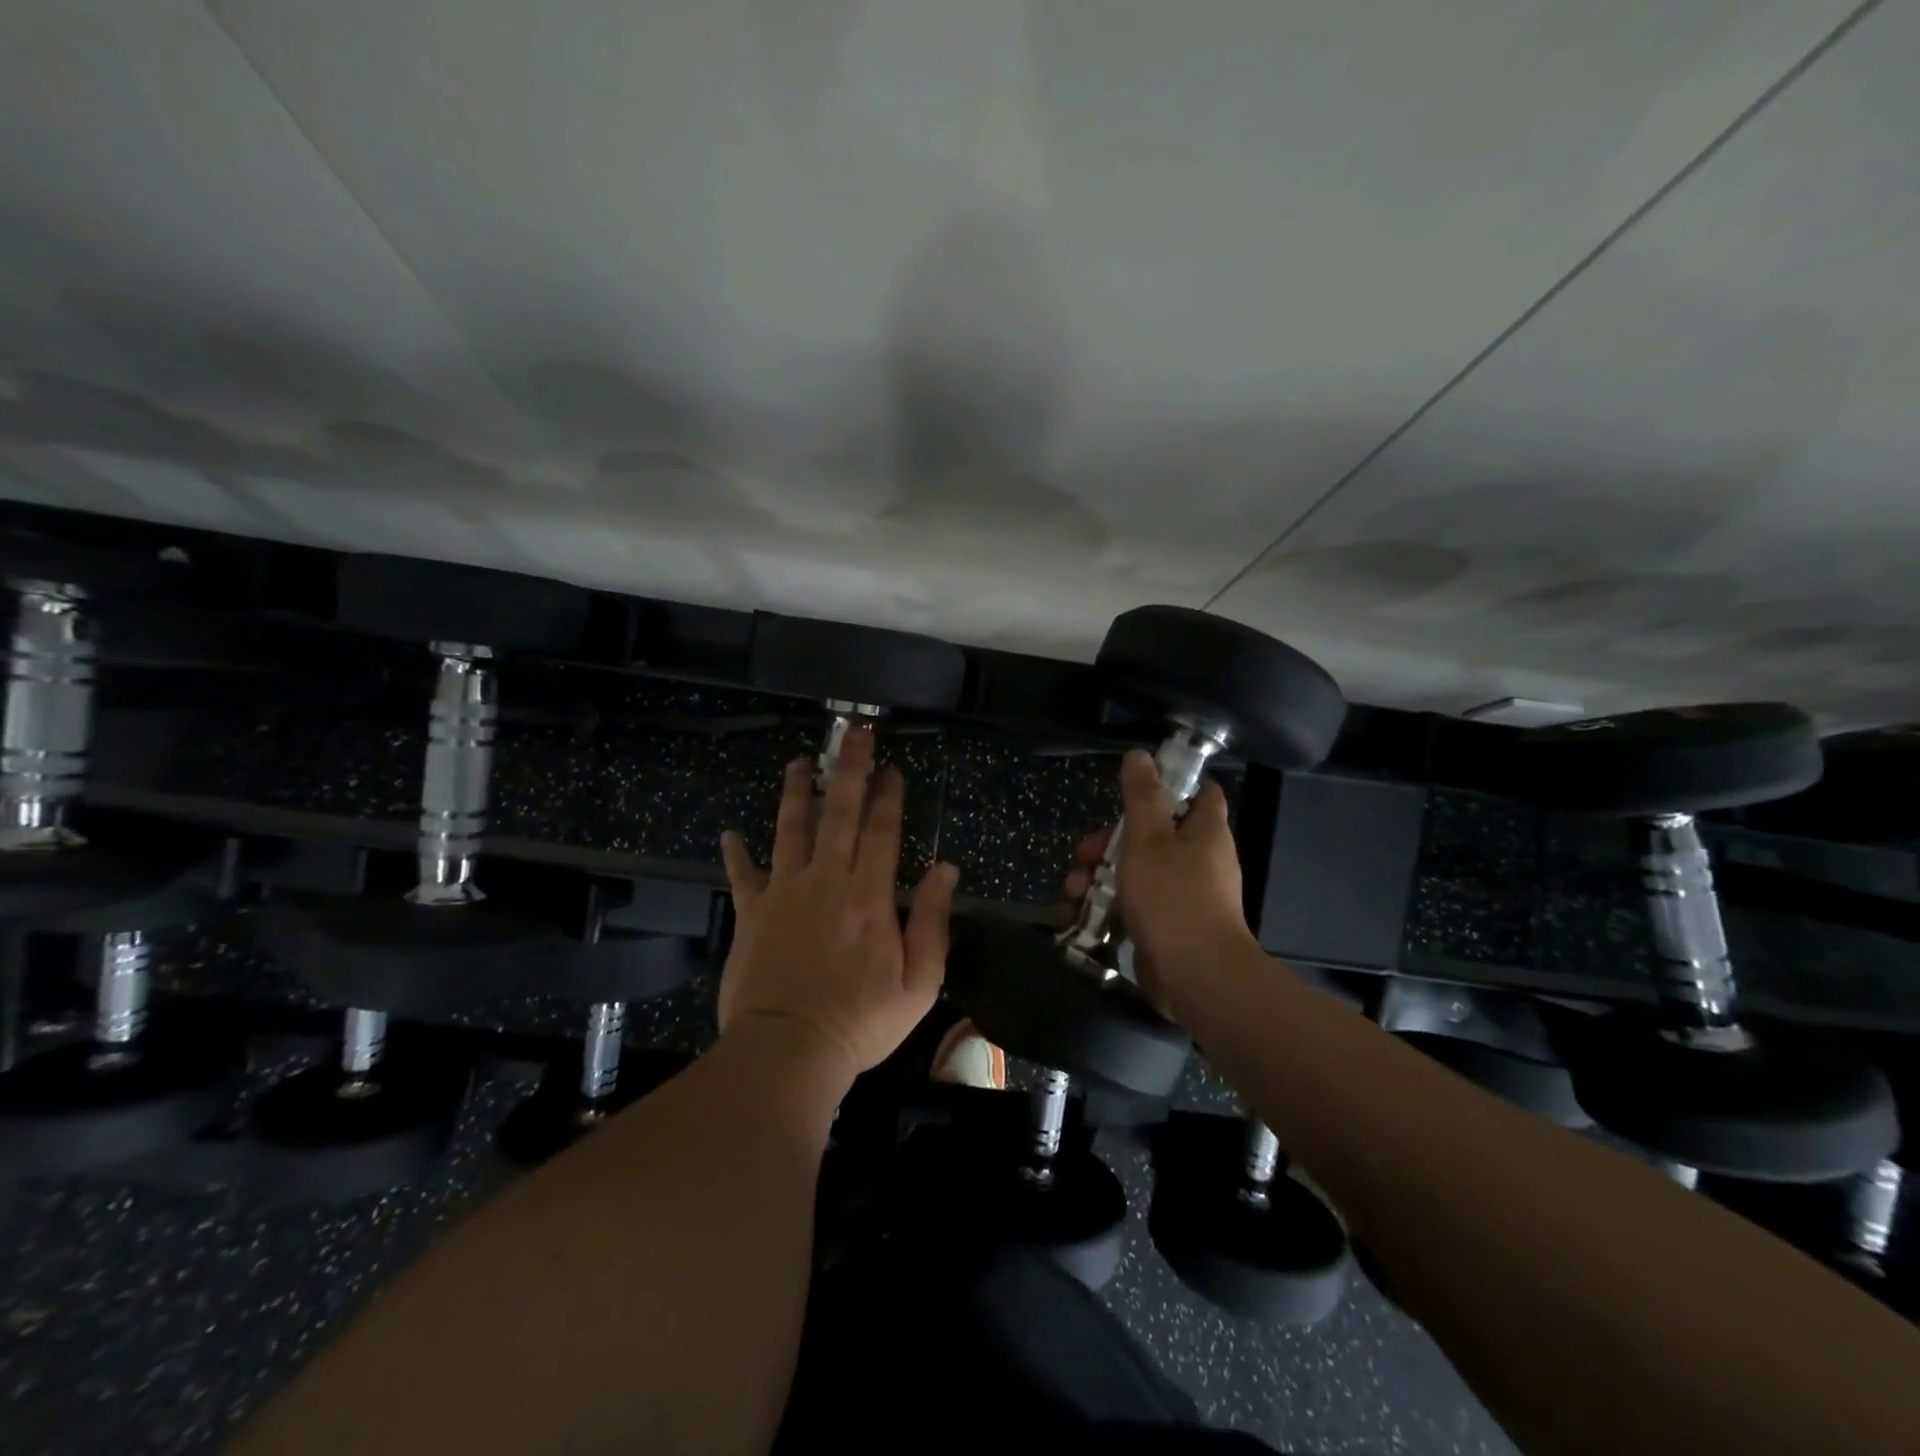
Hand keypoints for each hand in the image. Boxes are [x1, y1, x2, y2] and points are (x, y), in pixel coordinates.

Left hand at [718, 725, 958, 1085]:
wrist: (787, 1052)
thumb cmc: (860, 1022)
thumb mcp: (919, 983)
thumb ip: (933, 921)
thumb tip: (945, 869)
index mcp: (869, 895)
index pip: (882, 830)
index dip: (889, 795)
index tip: (892, 768)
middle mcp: (826, 880)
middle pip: (840, 812)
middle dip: (850, 768)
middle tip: (855, 733)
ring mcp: (784, 892)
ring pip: (791, 828)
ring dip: (798, 791)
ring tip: (802, 762)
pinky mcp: (752, 913)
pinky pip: (743, 875)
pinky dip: (736, 853)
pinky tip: (730, 833)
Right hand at [1064, 749, 1255, 1015]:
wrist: (1195, 977)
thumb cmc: (1173, 897)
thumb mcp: (1148, 838)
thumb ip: (1142, 796)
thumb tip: (1141, 754)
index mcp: (1204, 832)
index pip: (1199, 794)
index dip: (1170, 785)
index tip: (1133, 789)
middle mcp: (1199, 860)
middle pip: (1151, 834)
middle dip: (1108, 842)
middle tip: (1084, 854)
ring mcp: (1183, 895)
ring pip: (1135, 871)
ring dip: (1097, 877)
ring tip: (1073, 892)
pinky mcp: (1166, 926)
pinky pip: (1133, 905)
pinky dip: (1105, 906)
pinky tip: (1076, 914)